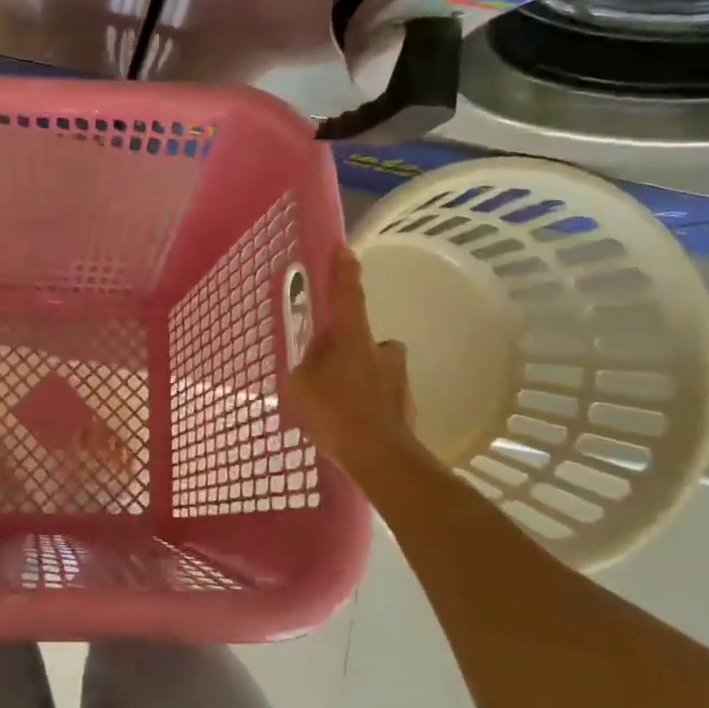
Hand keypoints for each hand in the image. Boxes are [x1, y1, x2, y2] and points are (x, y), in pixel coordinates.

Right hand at [286, 247, 426, 475]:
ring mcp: (399, 378)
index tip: (345, 249)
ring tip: (337, 406)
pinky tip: (351, 426)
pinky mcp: (407, 406)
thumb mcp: (302, 384)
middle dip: (348, 350)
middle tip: (327, 371)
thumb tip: (318, 356)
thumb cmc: (335, 413)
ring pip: (374, 369)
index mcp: (353, 338)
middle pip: (363, 339)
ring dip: (359, 379)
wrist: (380, 458)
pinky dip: (367, 404)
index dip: (344, 272)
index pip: (348, 295)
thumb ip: (308, 364)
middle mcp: (382, 350)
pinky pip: (380, 396)